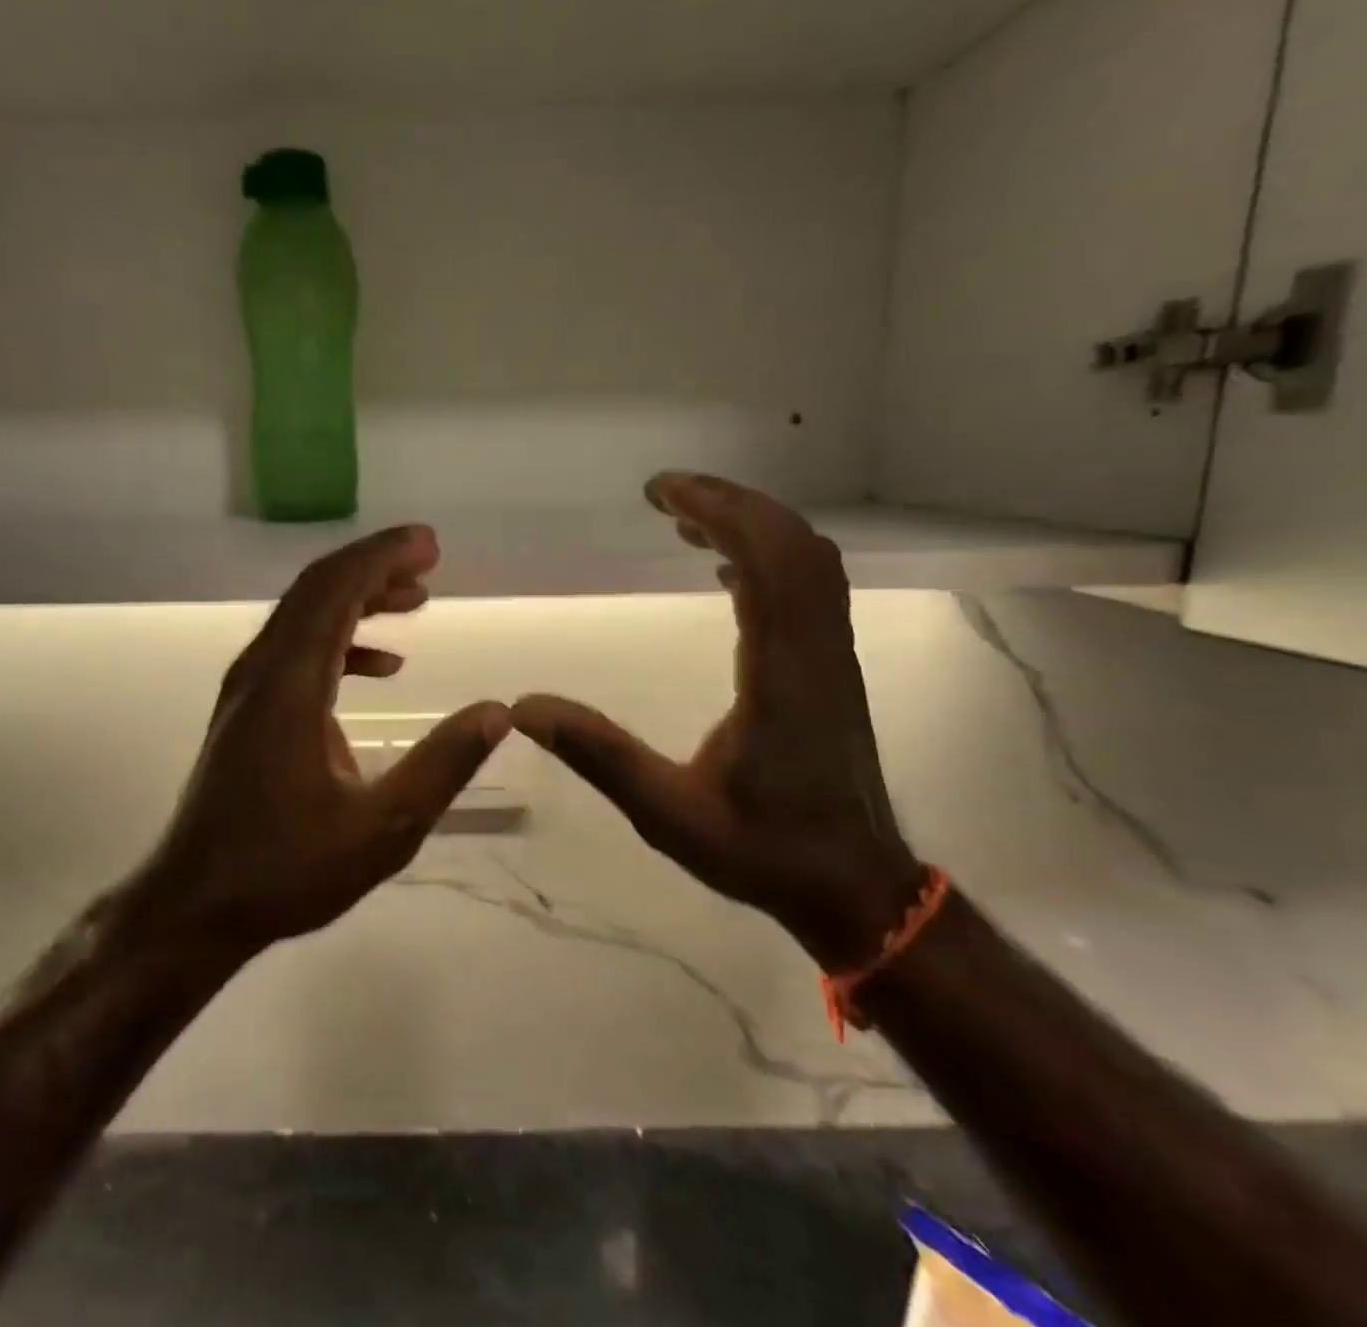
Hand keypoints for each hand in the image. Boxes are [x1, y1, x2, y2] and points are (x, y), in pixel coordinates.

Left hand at [116, 525, 509, 958]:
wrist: (196, 905)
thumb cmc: (286, 870)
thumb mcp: (383, 829)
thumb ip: (443, 766)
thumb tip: (497, 711)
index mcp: (290, 684)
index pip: (335, 590)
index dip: (383, 556)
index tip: (430, 544)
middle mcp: (262, 671)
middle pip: (317, 589)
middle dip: (374, 565)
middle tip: (429, 558)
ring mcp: (249, 689)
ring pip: (306, 616)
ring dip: (359, 599)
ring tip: (415, 599)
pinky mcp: (249, 710)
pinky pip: (298, 650)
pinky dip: (342, 640)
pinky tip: (384, 664)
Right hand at [512, 472, 923, 968]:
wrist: (855, 887)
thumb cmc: (763, 851)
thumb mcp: (668, 813)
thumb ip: (599, 756)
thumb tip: (525, 707)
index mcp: (782, 675)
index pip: (767, 564)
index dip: (719, 512)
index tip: (661, 493)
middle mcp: (817, 651)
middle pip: (793, 544)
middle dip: (729, 502)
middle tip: (663, 492)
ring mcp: (831, 656)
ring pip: (808, 559)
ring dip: (751, 523)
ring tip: (687, 516)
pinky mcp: (830, 667)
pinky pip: (808, 586)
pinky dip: (767, 555)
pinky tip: (724, 566)